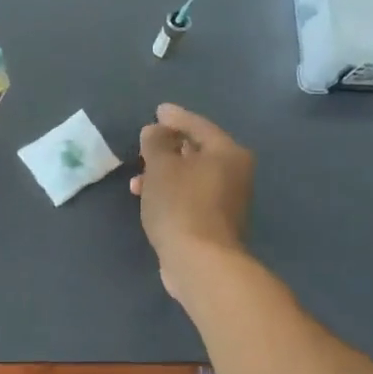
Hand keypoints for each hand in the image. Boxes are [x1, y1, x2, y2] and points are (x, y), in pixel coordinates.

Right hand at [132, 103, 252, 295]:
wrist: (200, 262)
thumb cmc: (181, 205)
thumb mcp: (161, 167)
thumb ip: (156, 143)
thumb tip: (156, 130)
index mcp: (227, 153)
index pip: (198, 126)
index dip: (175, 118)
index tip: (157, 111)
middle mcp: (235, 174)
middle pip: (198, 152)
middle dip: (168, 149)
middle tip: (146, 144)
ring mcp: (227, 202)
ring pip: (191, 177)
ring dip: (165, 175)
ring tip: (137, 180)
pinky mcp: (215, 225)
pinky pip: (190, 198)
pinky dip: (171, 194)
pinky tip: (150, 200)